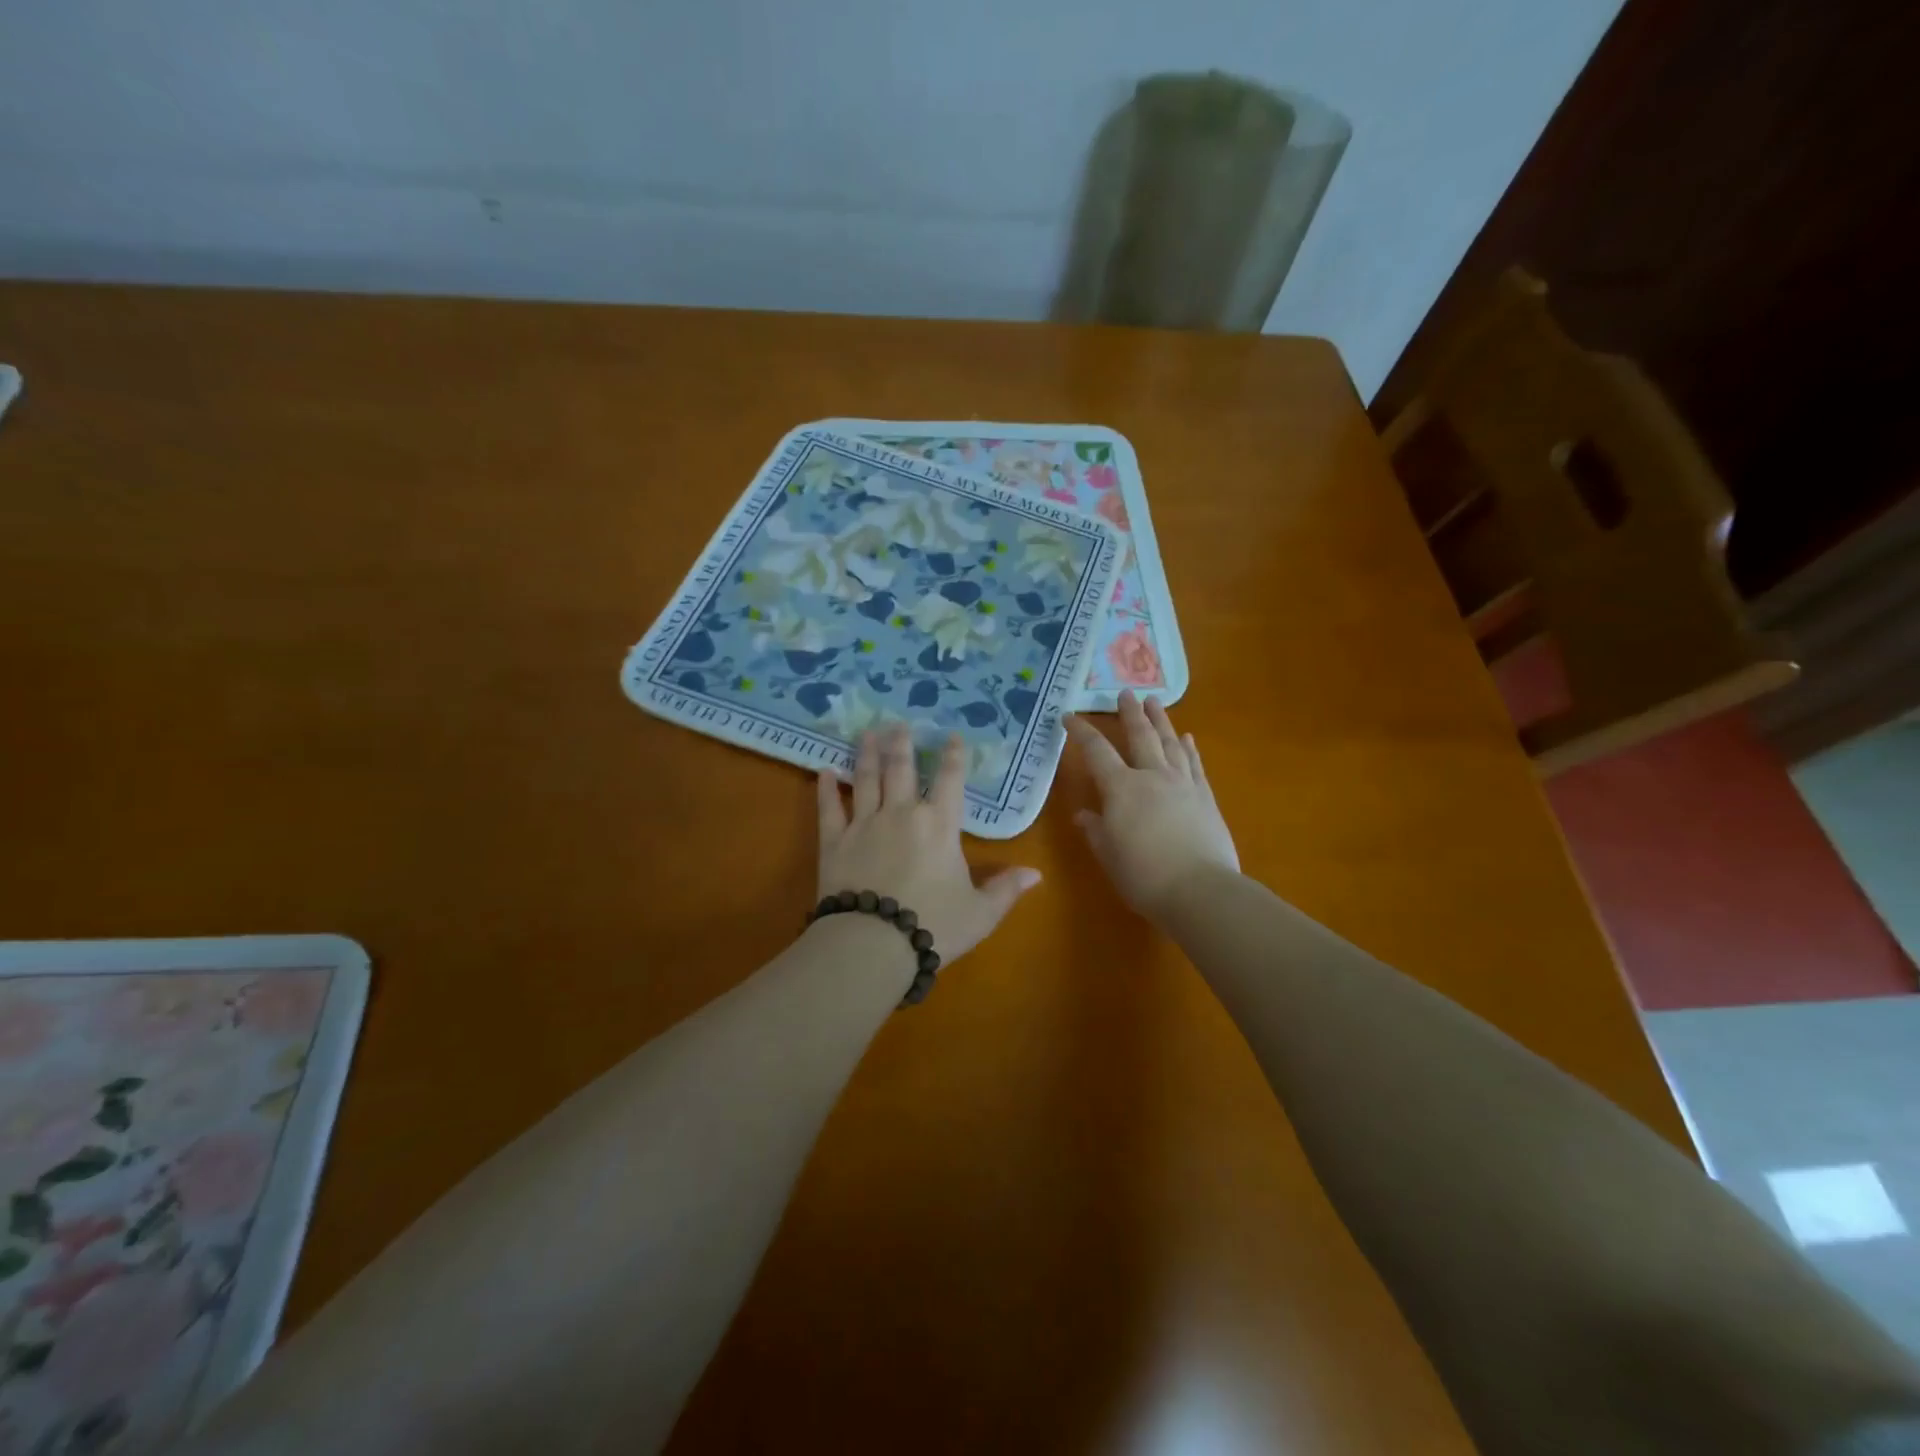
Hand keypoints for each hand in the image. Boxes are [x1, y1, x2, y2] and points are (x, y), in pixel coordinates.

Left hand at [816, 726, 1040, 964]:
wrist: (873, 943)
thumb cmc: (934, 925)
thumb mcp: (981, 913)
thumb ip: (1006, 889)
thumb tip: (1036, 873)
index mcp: (940, 825)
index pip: (950, 780)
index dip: (952, 756)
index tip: (951, 735)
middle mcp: (902, 813)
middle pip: (902, 769)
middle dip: (902, 744)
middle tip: (898, 722)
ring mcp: (865, 824)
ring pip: (866, 779)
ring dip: (867, 754)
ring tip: (867, 733)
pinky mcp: (835, 841)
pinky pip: (829, 808)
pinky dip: (826, 789)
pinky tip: (823, 771)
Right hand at [1065, 692, 1238, 921]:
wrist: (1200, 890)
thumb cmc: (1143, 876)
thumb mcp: (1108, 855)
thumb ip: (1095, 831)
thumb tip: (1083, 815)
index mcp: (1121, 788)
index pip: (1096, 752)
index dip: (1081, 732)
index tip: (1069, 716)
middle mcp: (1151, 777)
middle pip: (1139, 736)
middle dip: (1130, 713)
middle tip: (1125, 693)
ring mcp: (1182, 784)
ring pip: (1169, 743)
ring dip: (1161, 720)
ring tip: (1155, 701)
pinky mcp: (1205, 797)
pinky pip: (1194, 765)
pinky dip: (1189, 749)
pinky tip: (1187, 738)